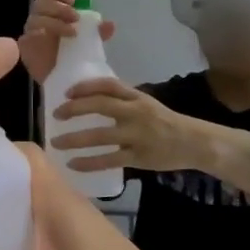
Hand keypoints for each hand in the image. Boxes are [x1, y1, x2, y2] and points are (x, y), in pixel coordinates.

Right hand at [18, 0, 115, 84]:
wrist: (65, 80)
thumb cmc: (75, 57)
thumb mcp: (90, 42)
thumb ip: (97, 32)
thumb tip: (110, 25)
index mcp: (52, 13)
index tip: (72, 0)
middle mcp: (39, 19)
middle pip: (40, 3)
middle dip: (58, 7)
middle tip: (75, 17)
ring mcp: (30, 33)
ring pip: (35, 18)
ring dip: (54, 22)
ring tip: (72, 32)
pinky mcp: (25, 47)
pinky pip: (27, 36)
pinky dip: (39, 34)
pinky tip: (51, 39)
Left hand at [51, 79, 201, 171]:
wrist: (194, 142)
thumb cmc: (165, 122)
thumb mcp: (146, 103)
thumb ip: (122, 99)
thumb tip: (90, 96)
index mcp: (137, 97)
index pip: (108, 85)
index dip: (85, 86)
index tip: (67, 92)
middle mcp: (135, 113)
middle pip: (100, 106)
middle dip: (74, 109)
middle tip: (55, 114)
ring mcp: (137, 135)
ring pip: (100, 136)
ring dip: (74, 138)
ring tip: (55, 142)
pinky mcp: (138, 157)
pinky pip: (108, 160)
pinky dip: (88, 162)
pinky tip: (72, 164)